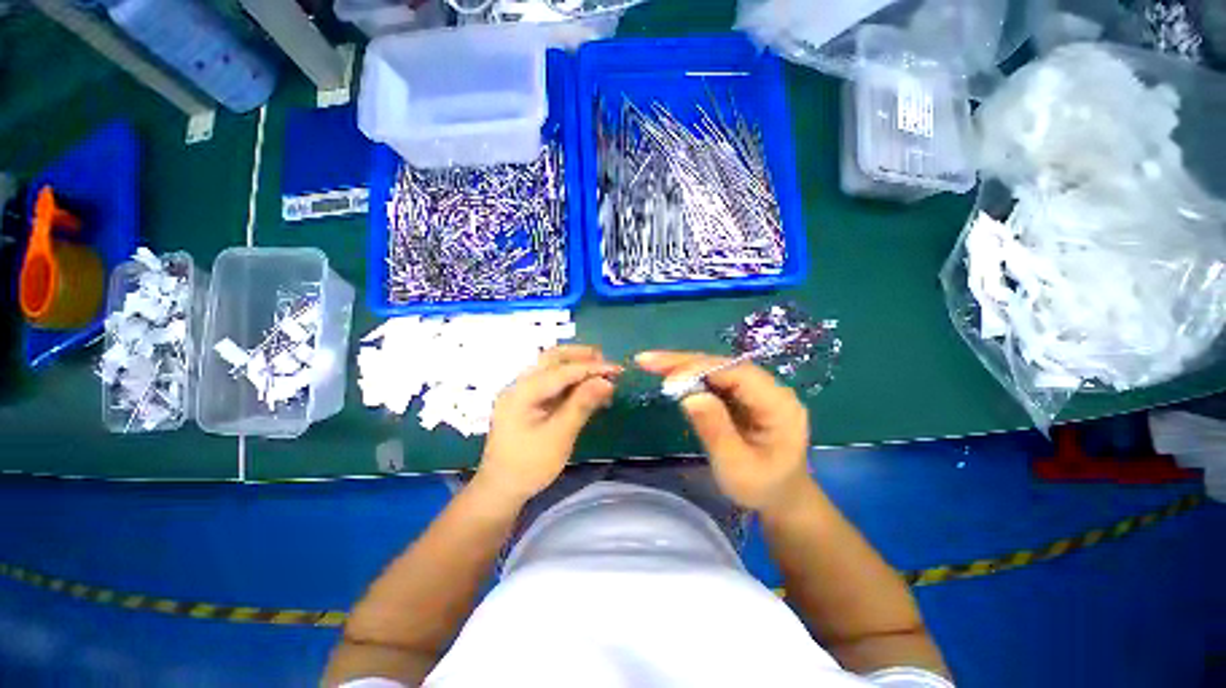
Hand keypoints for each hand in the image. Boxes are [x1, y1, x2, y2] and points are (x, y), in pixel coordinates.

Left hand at [476, 345, 621, 504]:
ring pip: (551, 368)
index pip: (562, 371)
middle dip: (580, 356)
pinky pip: (551, 383)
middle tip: (606, 361)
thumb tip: (606, 381)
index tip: (616, 368)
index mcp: (523, 392)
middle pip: (551, 358)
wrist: (501, 489)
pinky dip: (570, 381)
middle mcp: (520, 385)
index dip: (591, 367)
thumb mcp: (559, 436)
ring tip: (600, 371)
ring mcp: (522, 393)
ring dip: (576, 366)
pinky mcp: (527, 402)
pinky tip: (587, 387)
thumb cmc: (529, 465)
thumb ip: (582, 404)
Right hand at [637, 351, 812, 512]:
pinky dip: (689, 377)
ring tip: (650, 363)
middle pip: (724, 365)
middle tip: (647, 360)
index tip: (667, 380)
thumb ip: (716, 431)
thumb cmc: (761, 488)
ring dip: (683, 366)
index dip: (700, 371)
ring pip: (716, 368)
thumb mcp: (737, 467)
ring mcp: (756, 390)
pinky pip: (714, 379)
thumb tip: (689, 396)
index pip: (737, 374)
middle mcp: (770, 389)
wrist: (780, 498)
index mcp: (779, 405)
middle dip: (685, 363)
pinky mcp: (743, 395)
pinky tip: (669, 376)